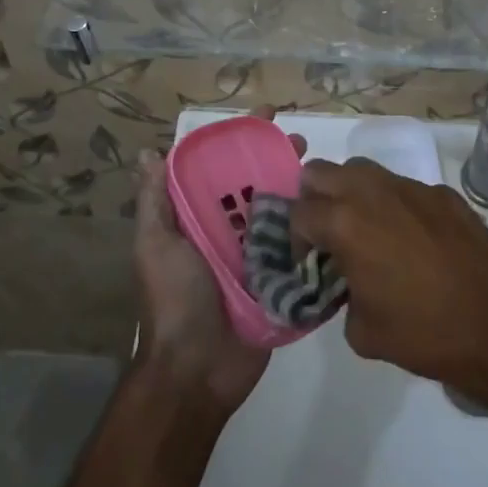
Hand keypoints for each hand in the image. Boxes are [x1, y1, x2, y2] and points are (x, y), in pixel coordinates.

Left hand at [132, 107, 302, 414]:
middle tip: (303, 143)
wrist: (196, 371)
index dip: (241, 140)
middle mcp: (229, 232)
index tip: (266, 115)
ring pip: (282, 213)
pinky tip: (338, 213)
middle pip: (257, 185)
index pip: (221, 168)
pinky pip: (299, 250)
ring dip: (301, 190)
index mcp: (200, 219)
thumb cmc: (174, 300)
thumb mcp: (155, 245)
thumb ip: (156, 202)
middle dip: (278, 159)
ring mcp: (257, 257)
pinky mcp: (280, 281)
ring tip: (325, 173)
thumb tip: (149, 153)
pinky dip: (315, 231)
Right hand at [292, 158, 487, 394]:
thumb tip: (347, 285)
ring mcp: (412, 188)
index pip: (299, 212)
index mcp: (346, 223)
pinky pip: (404, 187)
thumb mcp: (362, 331)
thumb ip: (341, 296)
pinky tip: (412, 239)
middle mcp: (374, 193)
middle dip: (314, 198)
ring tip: (365, 230)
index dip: (294, 239)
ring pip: (363, 170)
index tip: (307, 261)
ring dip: (352, 194)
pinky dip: (395, 205)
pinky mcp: (444, 194)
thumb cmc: (424, 333)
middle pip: (321, 171)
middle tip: (326, 233)